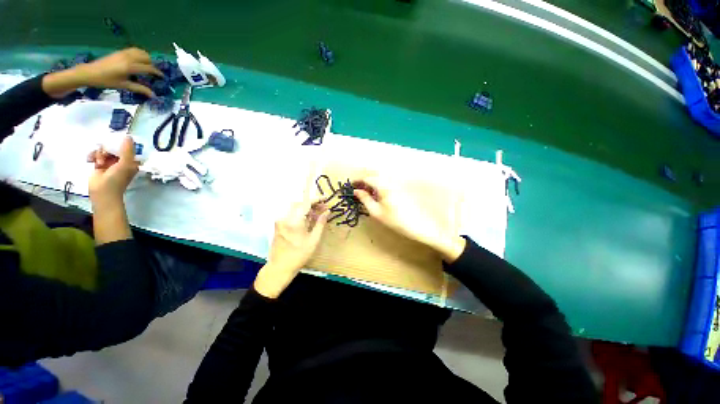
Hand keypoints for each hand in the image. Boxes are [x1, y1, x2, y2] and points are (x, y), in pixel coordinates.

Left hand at [43, 47, 162, 97]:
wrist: (90, 72)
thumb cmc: (106, 81)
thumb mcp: (123, 86)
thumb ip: (139, 88)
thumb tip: (153, 95)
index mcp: (130, 67)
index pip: (148, 68)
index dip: (157, 73)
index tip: (162, 77)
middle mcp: (129, 58)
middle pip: (146, 57)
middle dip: (152, 64)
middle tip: (153, 72)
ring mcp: (124, 53)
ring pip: (141, 52)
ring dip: (146, 58)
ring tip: (147, 65)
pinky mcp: (120, 52)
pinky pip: (134, 50)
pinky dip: (139, 54)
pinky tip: (138, 61)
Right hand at [87, 136, 138, 208]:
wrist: (102, 192)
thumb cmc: (116, 178)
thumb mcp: (125, 163)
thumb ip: (127, 150)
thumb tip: (128, 136)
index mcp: (131, 161)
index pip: (127, 147)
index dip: (121, 143)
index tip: (115, 142)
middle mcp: (122, 160)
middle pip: (114, 147)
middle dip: (107, 149)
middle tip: (104, 155)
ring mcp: (110, 162)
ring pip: (104, 150)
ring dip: (99, 154)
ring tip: (99, 162)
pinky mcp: (99, 165)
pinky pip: (96, 154)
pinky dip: (92, 156)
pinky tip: (91, 161)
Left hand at [254, 201, 329, 297]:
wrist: (280, 267)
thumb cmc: (299, 255)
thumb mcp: (313, 240)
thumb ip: (320, 224)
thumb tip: (327, 212)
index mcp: (294, 221)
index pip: (306, 204)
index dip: (316, 199)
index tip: (325, 198)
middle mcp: (285, 218)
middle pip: (299, 203)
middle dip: (312, 203)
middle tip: (323, 207)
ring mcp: (280, 221)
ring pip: (295, 208)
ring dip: (306, 208)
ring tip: (318, 212)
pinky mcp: (279, 225)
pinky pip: (291, 214)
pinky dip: (301, 213)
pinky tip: (309, 218)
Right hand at [354, 177, 465, 262]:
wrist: (419, 225)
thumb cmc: (395, 221)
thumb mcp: (376, 212)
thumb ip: (365, 199)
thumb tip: (356, 191)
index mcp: (383, 185)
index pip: (367, 177)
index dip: (357, 180)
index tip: (350, 186)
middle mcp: (390, 180)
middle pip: (374, 172)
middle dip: (363, 177)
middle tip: (357, 187)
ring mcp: (396, 182)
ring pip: (380, 175)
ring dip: (371, 179)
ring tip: (366, 190)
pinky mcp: (400, 186)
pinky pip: (386, 179)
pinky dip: (379, 182)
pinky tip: (377, 192)